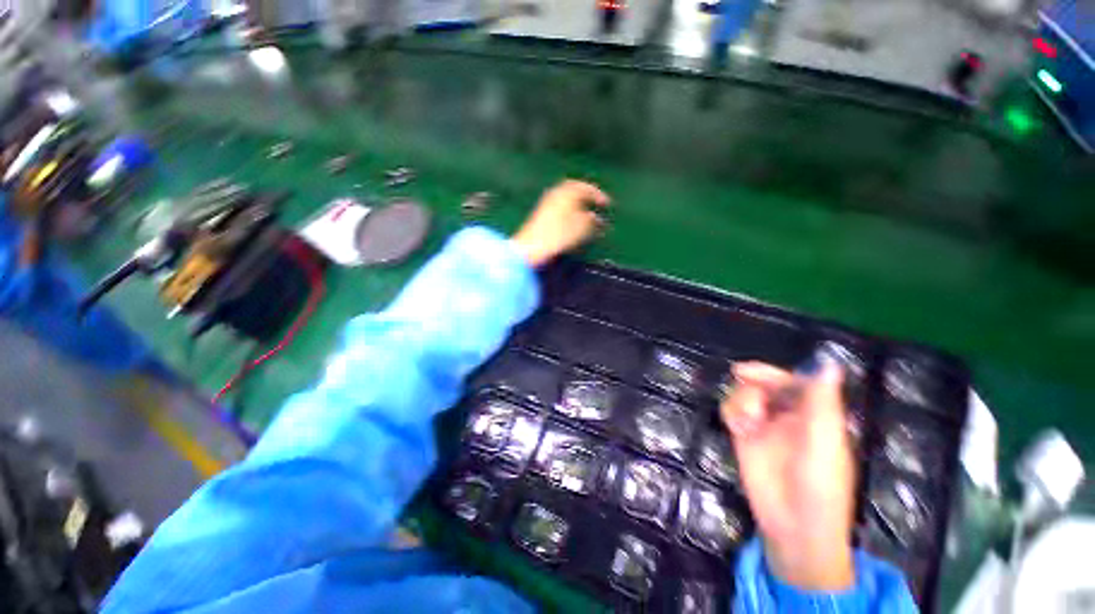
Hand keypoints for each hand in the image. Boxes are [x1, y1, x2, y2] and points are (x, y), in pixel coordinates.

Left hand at [512, 180, 609, 267]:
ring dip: (578, 207)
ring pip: (566, 201)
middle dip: (587, 198)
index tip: (607, 204)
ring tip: (587, 219)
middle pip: (574, 192)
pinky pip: (560, 210)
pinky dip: (569, 214)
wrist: (531, 247)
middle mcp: (556, 194)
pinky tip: (572, 226)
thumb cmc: (559, 235)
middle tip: (596, 205)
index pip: (586, 188)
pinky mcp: (541, 216)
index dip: (598, 195)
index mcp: (567, 192)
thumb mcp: (582, 227)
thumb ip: (592, 220)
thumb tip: (596, 218)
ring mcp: (546, 204)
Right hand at [720, 360, 856, 590]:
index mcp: (816, 416)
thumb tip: (829, 362)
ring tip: (746, 423)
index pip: (795, 381)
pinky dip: (731, 413)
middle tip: (739, 376)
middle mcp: (789, 416)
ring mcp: (765, 426)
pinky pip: (732, 412)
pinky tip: (738, 429)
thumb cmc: (819, 487)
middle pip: (767, 384)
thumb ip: (823, 402)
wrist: (793, 527)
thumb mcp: (824, 443)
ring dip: (742, 401)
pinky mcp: (745, 437)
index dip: (775, 371)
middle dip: (754, 380)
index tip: (755, 367)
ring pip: (746, 395)